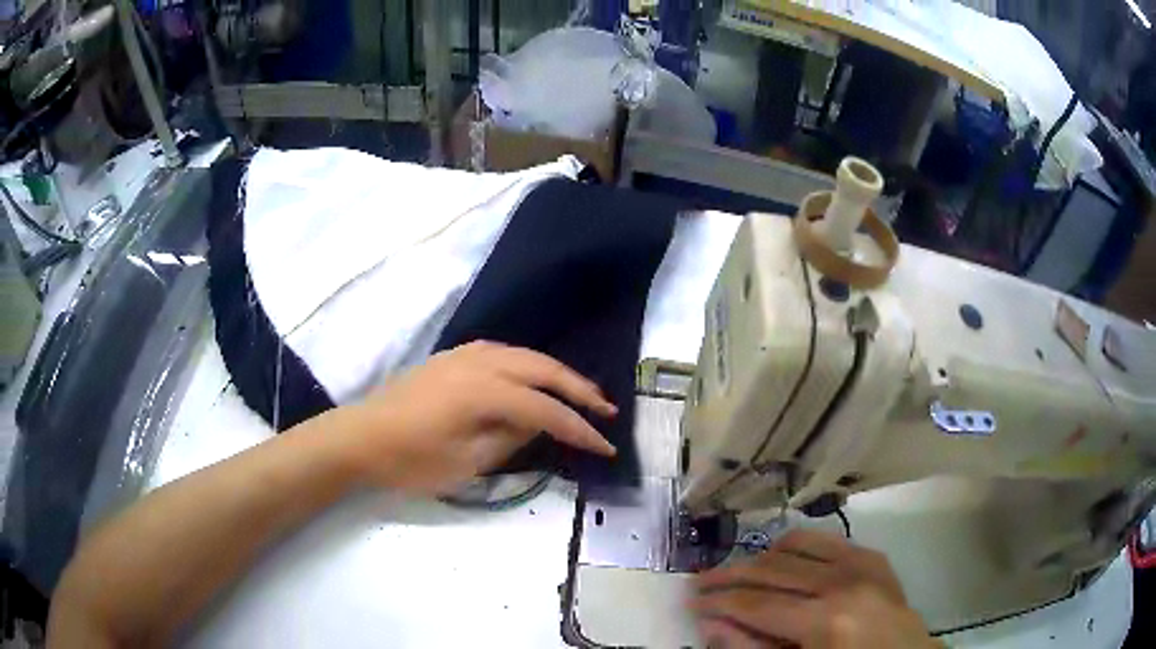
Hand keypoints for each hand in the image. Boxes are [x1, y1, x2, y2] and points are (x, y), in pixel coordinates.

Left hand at [326, 341, 617, 494]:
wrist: (359, 438)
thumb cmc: (408, 460)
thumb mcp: (463, 464)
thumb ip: (507, 441)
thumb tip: (536, 426)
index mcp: (483, 392)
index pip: (545, 410)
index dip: (579, 429)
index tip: (607, 447)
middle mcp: (479, 362)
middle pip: (542, 369)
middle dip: (579, 390)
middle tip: (607, 409)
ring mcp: (463, 355)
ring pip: (524, 355)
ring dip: (556, 374)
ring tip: (581, 393)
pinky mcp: (451, 358)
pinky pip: (503, 353)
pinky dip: (529, 365)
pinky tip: (534, 378)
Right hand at [690, 530, 938, 647]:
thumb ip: (751, 648)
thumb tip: (711, 623)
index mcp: (825, 621)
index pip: (756, 604)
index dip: (718, 602)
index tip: (690, 602)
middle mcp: (843, 582)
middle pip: (772, 570)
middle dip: (729, 576)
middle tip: (700, 582)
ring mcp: (863, 564)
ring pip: (796, 545)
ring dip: (761, 558)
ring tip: (740, 574)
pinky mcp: (873, 557)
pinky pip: (826, 541)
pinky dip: (797, 547)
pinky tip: (783, 562)